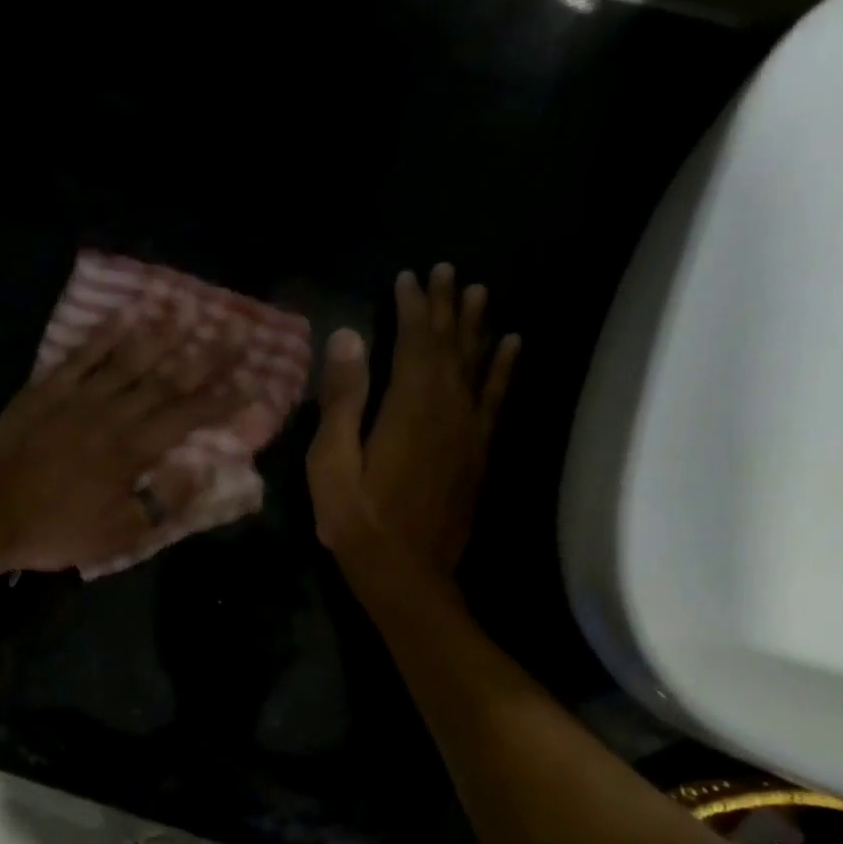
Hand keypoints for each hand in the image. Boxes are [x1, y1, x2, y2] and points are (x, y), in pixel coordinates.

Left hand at [0, 305, 247, 576]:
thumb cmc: (56, 531)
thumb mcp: (118, 536)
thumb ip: (162, 504)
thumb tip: (200, 472)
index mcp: (132, 451)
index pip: (188, 418)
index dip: (223, 400)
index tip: (253, 380)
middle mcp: (112, 414)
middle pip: (165, 380)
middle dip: (205, 356)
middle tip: (234, 330)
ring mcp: (76, 398)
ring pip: (126, 359)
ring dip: (159, 335)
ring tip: (186, 312)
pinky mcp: (44, 390)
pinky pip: (80, 355)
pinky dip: (103, 334)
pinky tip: (123, 316)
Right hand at [307, 264, 519, 582]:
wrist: (407, 573)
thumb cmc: (357, 521)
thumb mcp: (332, 463)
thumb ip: (342, 400)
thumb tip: (348, 337)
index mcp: (407, 406)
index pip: (413, 340)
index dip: (411, 306)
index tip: (408, 277)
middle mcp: (446, 407)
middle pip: (449, 345)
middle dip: (446, 306)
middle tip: (447, 270)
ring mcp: (468, 430)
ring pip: (476, 364)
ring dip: (476, 327)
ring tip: (480, 292)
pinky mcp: (478, 452)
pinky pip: (496, 398)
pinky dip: (503, 368)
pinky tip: (511, 345)